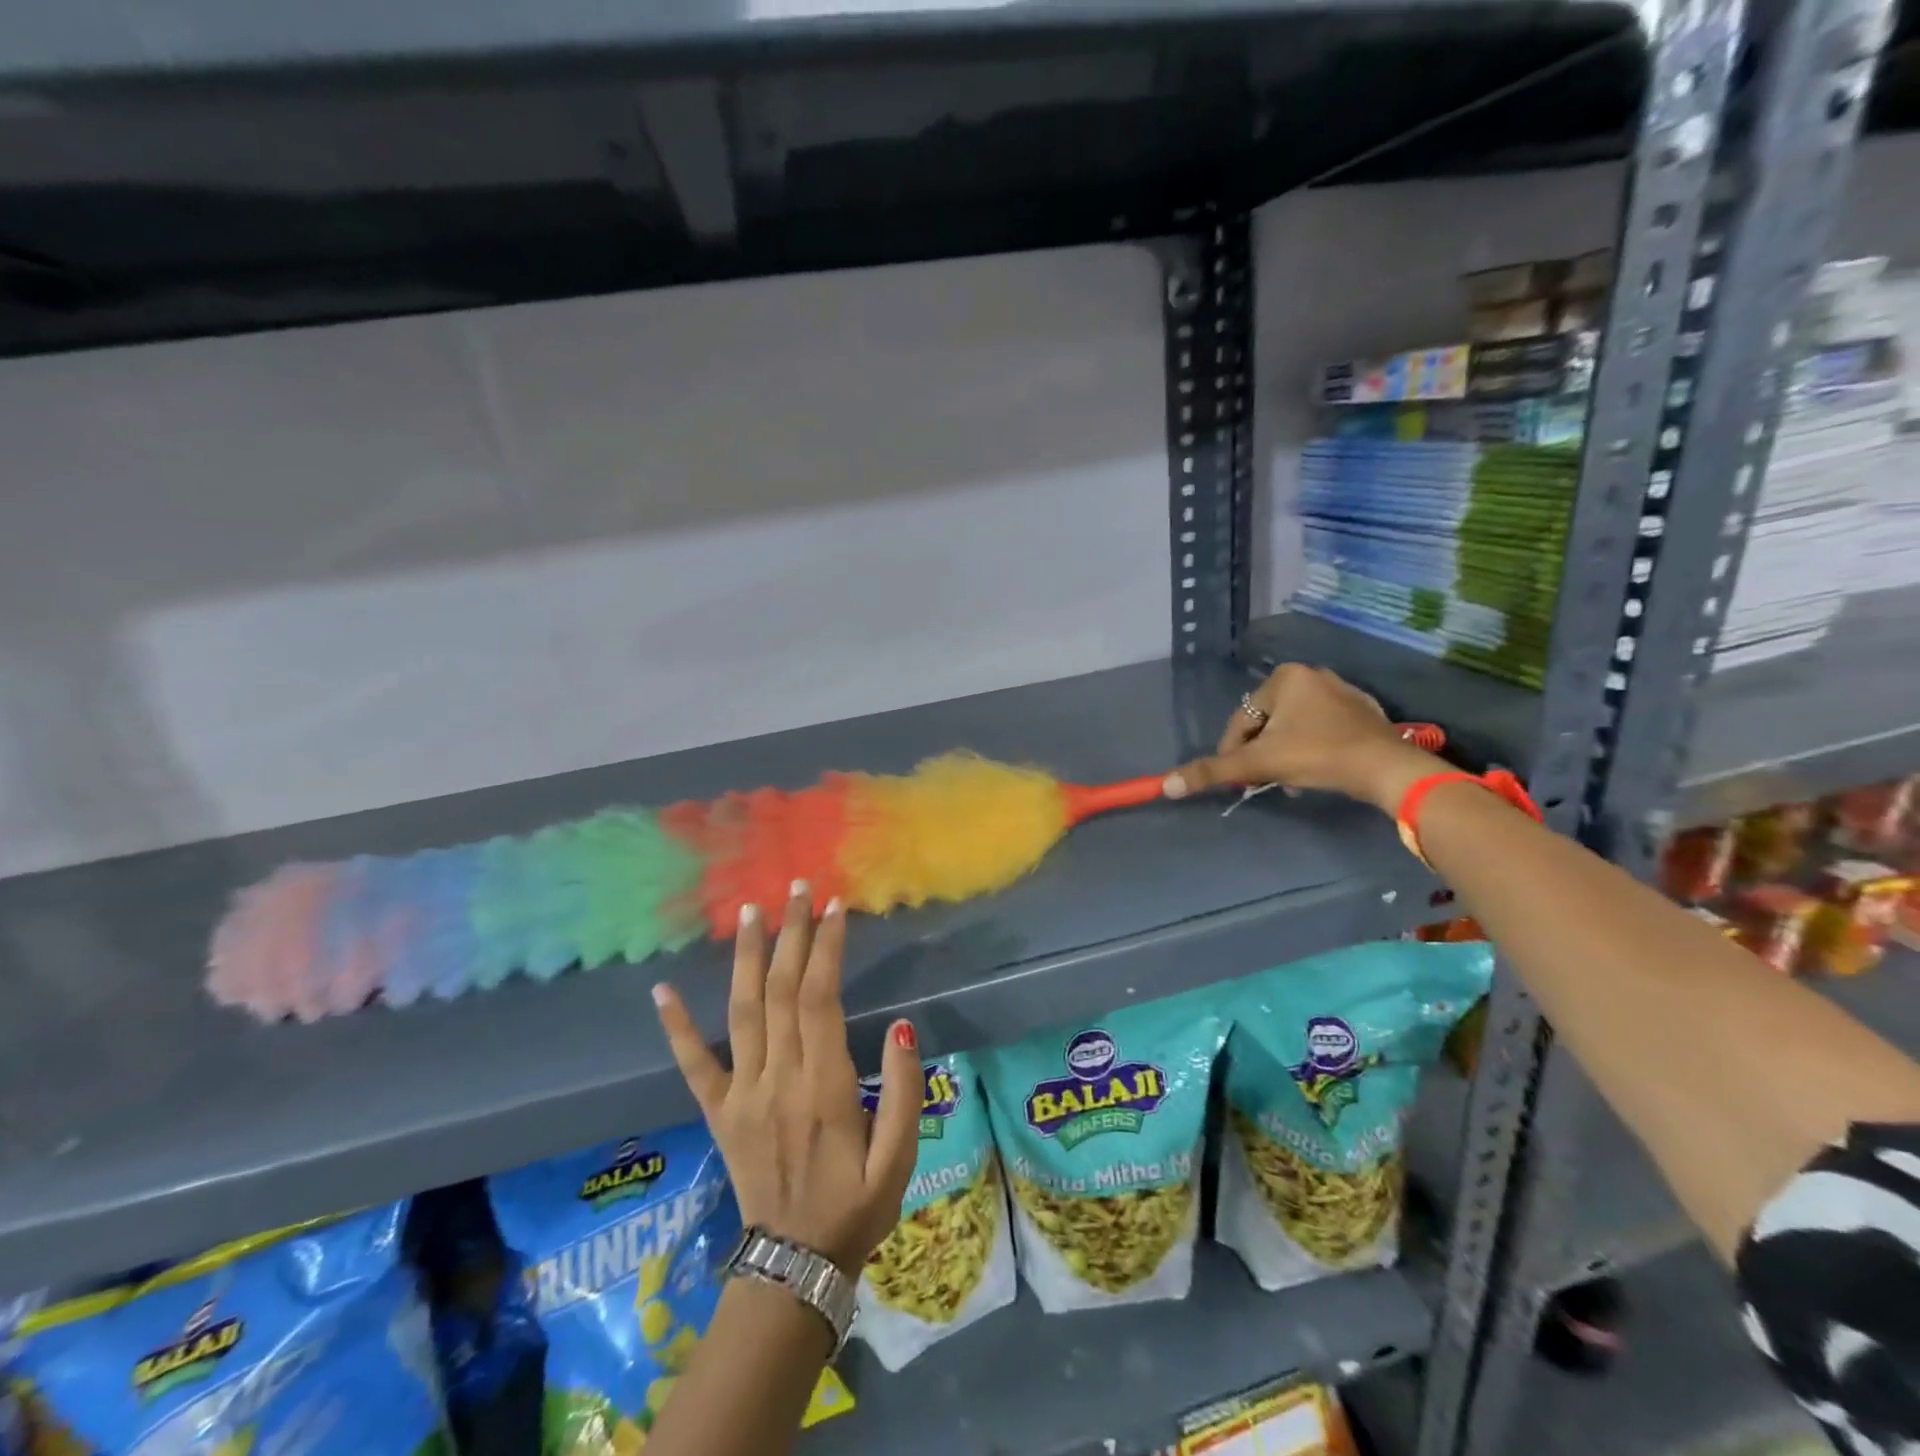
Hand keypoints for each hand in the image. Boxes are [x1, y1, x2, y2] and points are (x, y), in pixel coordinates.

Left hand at [652, 883, 919, 1273]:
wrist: (794, 1267)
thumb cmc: (856, 1207)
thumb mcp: (899, 1158)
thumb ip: (902, 1090)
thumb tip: (901, 1025)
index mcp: (823, 1086)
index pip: (820, 998)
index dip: (826, 948)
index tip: (833, 907)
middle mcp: (777, 1079)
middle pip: (780, 991)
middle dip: (790, 933)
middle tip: (796, 888)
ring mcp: (741, 1095)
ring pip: (741, 1012)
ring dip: (745, 957)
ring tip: (749, 911)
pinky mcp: (718, 1113)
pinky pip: (693, 1065)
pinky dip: (677, 1026)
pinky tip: (661, 990)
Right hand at [1162, 662, 1443, 812]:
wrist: (1387, 768)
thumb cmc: (1318, 756)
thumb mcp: (1259, 763)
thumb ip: (1212, 771)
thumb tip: (1166, 784)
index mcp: (1283, 678)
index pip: (1242, 719)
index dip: (1232, 753)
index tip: (1235, 780)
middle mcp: (1311, 675)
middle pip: (1267, 722)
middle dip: (1261, 753)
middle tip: (1263, 780)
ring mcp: (1341, 691)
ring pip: (1293, 727)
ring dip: (1283, 753)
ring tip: (1288, 780)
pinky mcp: (1362, 711)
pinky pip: (1320, 728)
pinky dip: (1310, 748)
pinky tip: (1315, 770)